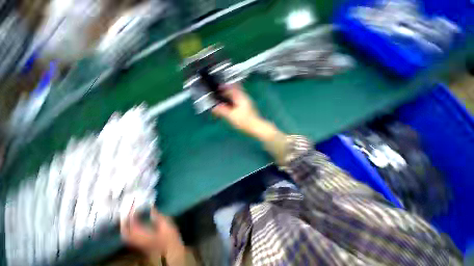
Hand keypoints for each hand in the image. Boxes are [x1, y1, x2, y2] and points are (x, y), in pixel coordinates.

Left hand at [121, 207, 184, 261]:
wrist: (170, 251)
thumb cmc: (169, 237)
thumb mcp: (166, 224)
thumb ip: (158, 215)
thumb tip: (151, 206)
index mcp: (142, 234)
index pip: (132, 222)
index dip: (132, 212)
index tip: (135, 204)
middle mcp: (136, 240)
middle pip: (125, 229)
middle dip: (125, 219)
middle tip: (129, 209)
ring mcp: (136, 243)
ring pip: (125, 233)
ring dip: (126, 223)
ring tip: (130, 214)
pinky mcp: (139, 244)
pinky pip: (129, 235)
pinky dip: (129, 228)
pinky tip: (134, 223)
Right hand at [212, 84, 279, 141]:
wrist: (255, 127)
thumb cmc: (244, 121)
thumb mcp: (231, 116)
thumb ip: (222, 111)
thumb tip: (214, 107)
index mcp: (241, 98)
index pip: (233, 87)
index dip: (225, 86)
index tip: (218, 87)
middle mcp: (244, 98)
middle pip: (235, 92)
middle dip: (226, 92)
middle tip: (219, 95)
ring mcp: (246, 103)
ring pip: (236, 97)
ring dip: (229, 98)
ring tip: (222, 102)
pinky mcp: (247, 108)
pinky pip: (238, 102)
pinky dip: (232, 103)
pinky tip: (229, 108)